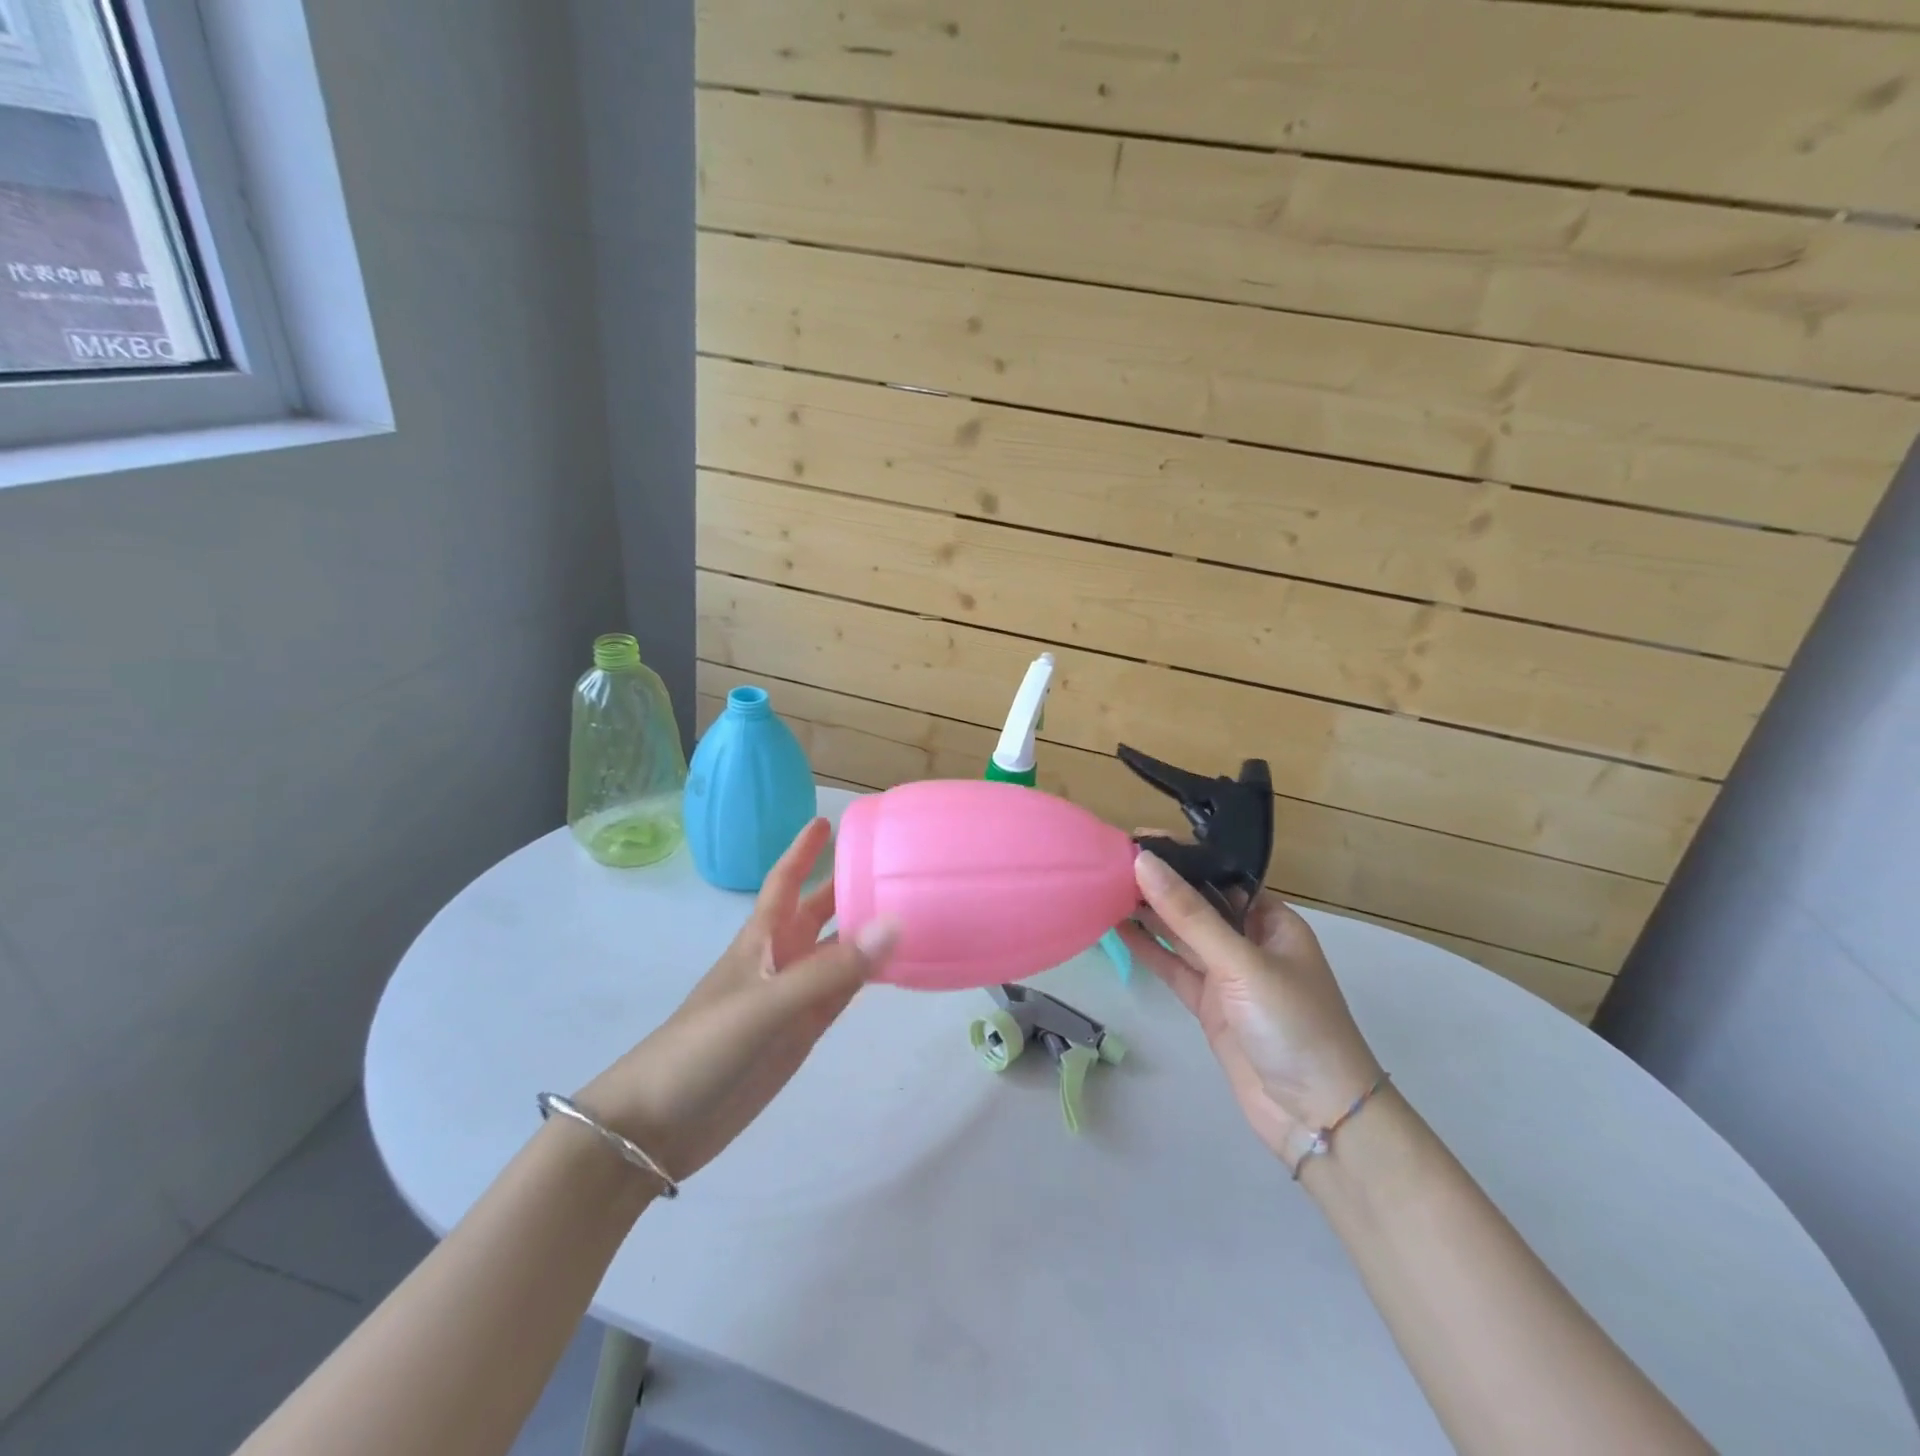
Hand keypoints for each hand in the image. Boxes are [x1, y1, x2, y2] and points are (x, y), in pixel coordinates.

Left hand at [578, 818, 897, 1180]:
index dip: (802, 851)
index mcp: (760, 939)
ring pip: (836, 954)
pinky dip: (867, 978)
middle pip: (818, 914)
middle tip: (890, 865)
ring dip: (865, 934)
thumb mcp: (766, 1003)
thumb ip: (830, 970)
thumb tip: (895, 924)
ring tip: (909, 910)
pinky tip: (894, 968)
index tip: (827, 821)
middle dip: (846, 888)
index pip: (784, 882)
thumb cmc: (702, 1048)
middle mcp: (779, 960)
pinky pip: (842, 994)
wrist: (658, 1125)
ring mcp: (791, 999)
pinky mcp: (800, 1035)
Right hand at [1118, 852, 1380, 1163]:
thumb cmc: (1293, 1024)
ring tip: (1103, 887)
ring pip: (1181, 934)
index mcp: (1271, 920)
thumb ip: (1189, 914)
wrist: (1316, 1116)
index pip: (1220, 874)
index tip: (1136, 837)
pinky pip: (1173, 967)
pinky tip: (1117, 928)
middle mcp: (1248, 941)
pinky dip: (1148, 949)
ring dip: (1148, 913)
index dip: (1181, 855)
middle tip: (1109, 860)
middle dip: (1159, 882)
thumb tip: (1143, 861)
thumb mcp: (1241, 962)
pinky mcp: (1209, 1005)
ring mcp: (1227, 975)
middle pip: (1197, 902)